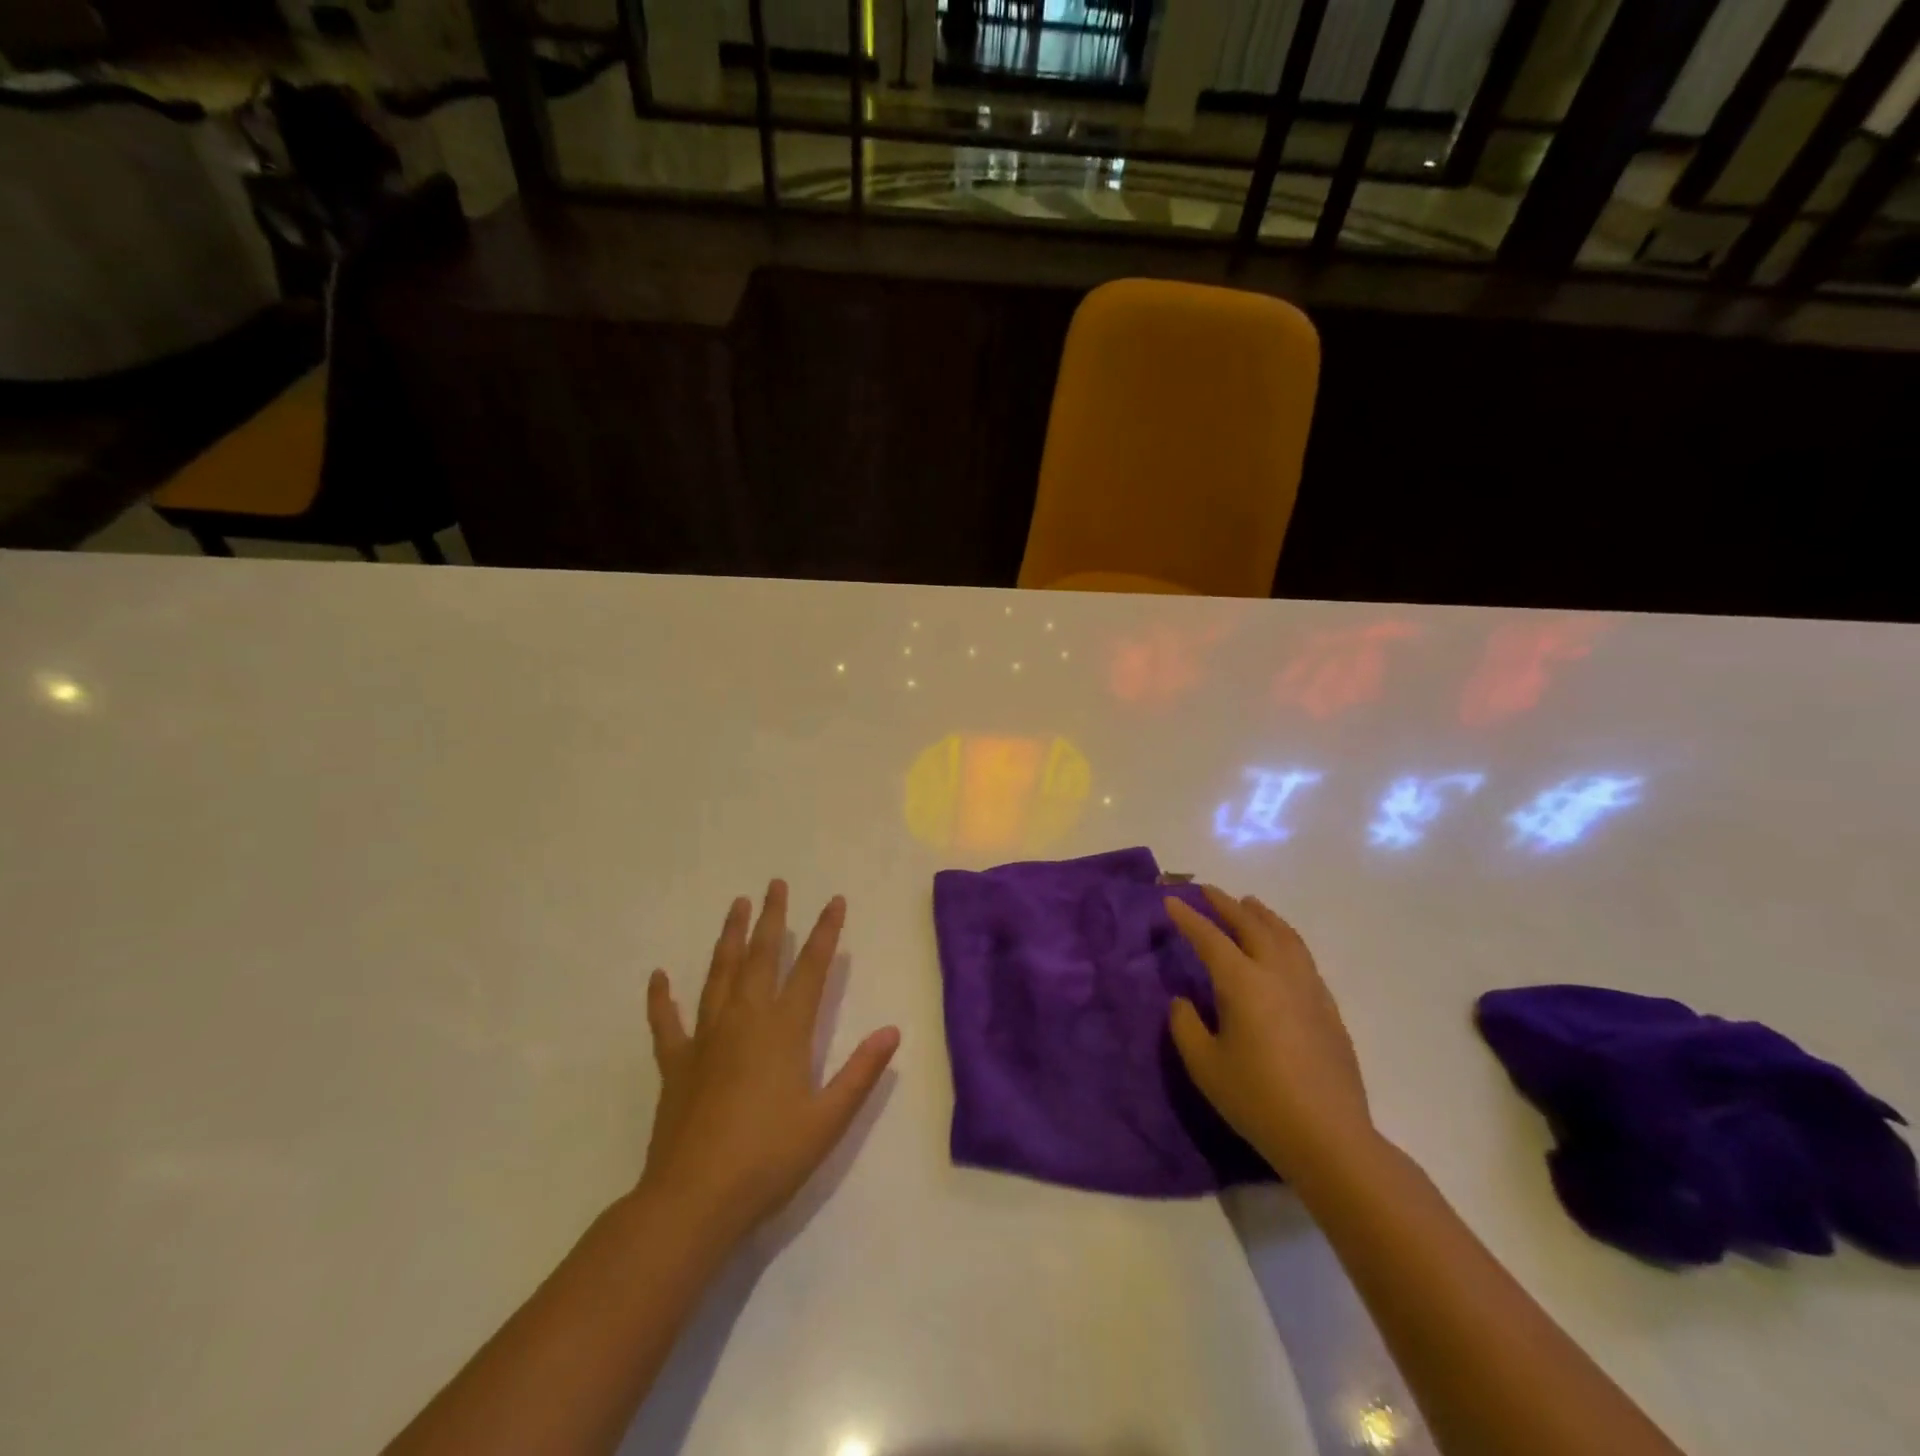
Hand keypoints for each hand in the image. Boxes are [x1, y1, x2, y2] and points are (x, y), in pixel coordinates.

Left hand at [641, 882, 899, 1246]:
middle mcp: (746, 1020)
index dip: (825, 932)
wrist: (695, 1199)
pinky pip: (666, 1022)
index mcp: (785, 1030)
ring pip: (719, 974)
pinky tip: (658, 977)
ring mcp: (706, 1038)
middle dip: (772, 918)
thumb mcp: (828, 1119)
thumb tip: (892, 1032)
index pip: (812, 968)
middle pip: (762, 957)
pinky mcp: (676, 1063)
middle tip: (775, 884)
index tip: (834, 900)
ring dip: (730, 938)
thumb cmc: (769, 1158)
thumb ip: (861, 1072)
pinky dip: (661, 998)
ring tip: (736, 906)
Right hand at [1164, 887, 1374, 1180]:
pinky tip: (1282, 948)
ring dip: (1262, 915)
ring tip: (1249, 904)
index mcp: (1243, 983)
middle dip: (1226, 905)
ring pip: (1285, 936)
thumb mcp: (1205, 1065)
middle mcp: (1278, 974)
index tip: (1171, 900)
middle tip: (1207, 891)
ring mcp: (1309, 988)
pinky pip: (1303, 956)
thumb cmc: (1258, 1100)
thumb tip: (1183, 1000)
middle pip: (1252, 925)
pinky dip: (1285, 938)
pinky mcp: (1329, 1008)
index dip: (1188, 918)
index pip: (1210, 938)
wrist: (1329, 1137)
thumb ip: (1186, 1025)